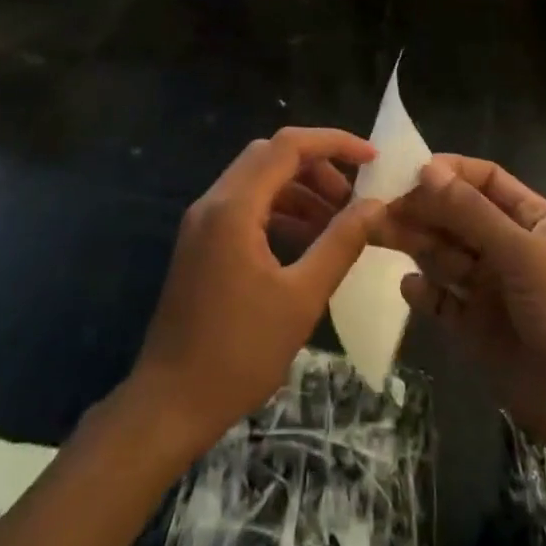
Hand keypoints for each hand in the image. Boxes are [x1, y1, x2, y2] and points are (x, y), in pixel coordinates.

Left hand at [129, 127, 378, 457]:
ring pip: (257, 180)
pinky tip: (304, 240)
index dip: (334, 143)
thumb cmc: (239, 353)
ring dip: (298, 190)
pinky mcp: (200, 243)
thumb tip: (375, 206)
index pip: (288, 145)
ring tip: (336, 222)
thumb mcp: (301, 297)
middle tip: (352, 198)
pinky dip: (278, 210)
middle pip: (270, 156)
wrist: (170, 403)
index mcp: (234, 207)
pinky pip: (245, 206)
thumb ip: (340, 243)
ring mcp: (202, 222)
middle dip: (317, 167)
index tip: (372, 159)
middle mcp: (213, 202)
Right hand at [379, 156, 545, 473]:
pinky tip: (409, 287)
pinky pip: (444, 303)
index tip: (407, 171)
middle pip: (458, 217)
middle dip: (422, 208)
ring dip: (414, 243)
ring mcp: (493, 291)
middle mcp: (510, 249)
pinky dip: (425, 293)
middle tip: (376, 205)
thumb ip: (472, 213)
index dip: (449, 172)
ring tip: (376, 233)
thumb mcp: (524, 254)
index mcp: (533, 220)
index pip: (485, 180)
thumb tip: (427, 169)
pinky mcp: (478, 332)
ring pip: (445, 256)